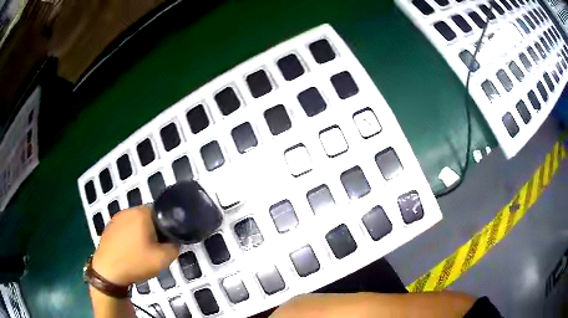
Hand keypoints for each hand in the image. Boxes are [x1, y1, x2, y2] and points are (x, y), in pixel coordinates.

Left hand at [92, 206, 178, 285]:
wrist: (108, 272)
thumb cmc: (135, 263)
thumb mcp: (162, 260)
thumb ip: (174, 247)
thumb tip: (173, 241)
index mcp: (142, 213)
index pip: (161, 212)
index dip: (167, 227)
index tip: (166, 242)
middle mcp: (128, 210)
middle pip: (148, 216)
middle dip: (154, 230)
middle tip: (156, 248)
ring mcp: (117, 218)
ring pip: (136, 222)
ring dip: (142, 232)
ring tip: (142, 250)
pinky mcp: (109, 226)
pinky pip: (125, 227)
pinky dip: (130, 235)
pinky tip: (130, 250)